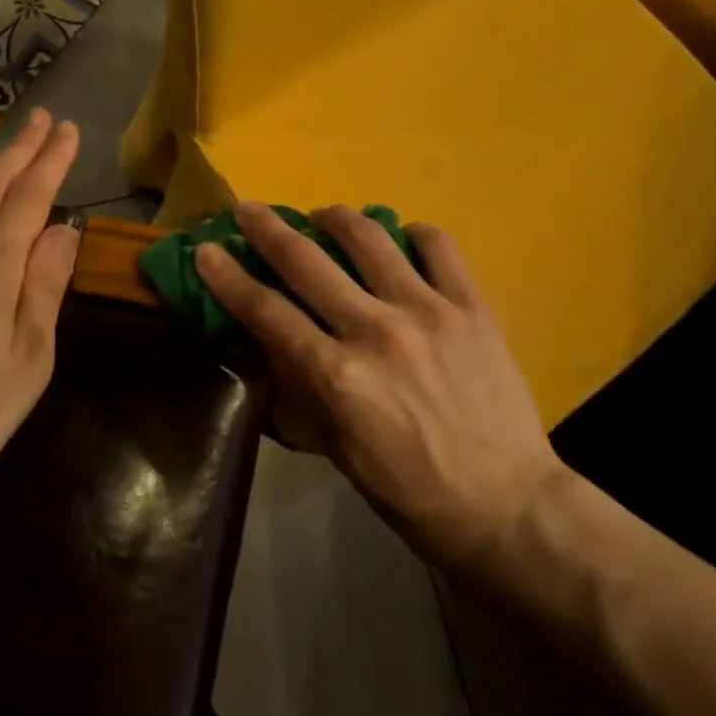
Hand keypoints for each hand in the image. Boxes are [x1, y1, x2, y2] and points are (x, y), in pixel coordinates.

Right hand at [195, 202, 567, 571]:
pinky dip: (411, 233)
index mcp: (338, 377)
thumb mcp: (338, 449)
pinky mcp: (472, 306)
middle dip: (266, 228)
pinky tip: (401, 239)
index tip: (206, 250)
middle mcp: (376, 331)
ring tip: (323, 216)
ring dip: (335, 217)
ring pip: (369, 237)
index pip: (266, 312)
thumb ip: (302, 386)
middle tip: (248, 208)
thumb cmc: (411, 492)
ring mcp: (428, 311)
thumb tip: (271, 337)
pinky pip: (437, 245)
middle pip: (306, 261)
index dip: (228, 277)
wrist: (509, 507)